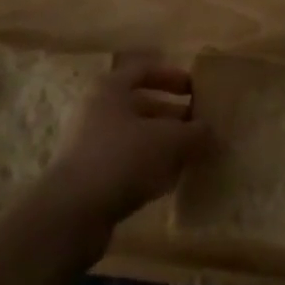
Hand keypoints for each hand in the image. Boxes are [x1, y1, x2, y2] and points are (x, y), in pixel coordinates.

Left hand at [41, 59, 210, 228]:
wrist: (71, 214)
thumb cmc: (121, 159)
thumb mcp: (168, 140)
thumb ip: (195, 133)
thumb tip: (213, 132)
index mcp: (110, 88)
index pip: (145, 70)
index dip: (173, 77)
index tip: (196, 91)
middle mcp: (96, 110)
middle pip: (141, 104)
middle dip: (173, 115)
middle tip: (200, 127)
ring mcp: (89, 144)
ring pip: (135, 136)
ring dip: (163, 144)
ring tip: (191, 156)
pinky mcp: (88, 176)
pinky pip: (125, 162)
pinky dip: (148, 167)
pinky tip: (169, 181)